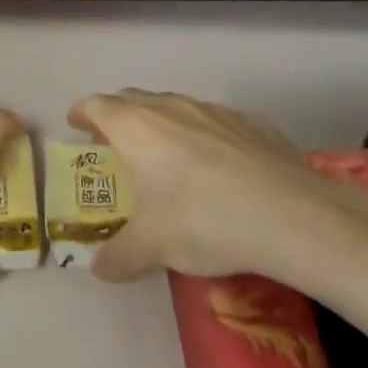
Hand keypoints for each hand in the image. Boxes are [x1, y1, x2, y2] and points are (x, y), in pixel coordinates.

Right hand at [70, 89, 367, 290]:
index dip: (83, 113)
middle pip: (132, 99)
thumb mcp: (153, 247)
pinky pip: (212, 121)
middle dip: (117, 116)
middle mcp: (169, 107)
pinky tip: (216, 164)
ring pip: (173, 106)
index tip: (76, 124)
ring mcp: (212, 110)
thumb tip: (99, 268)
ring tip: (164, 153)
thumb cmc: (203, 220)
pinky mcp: (249, 122)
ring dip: (159, 123)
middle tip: (114, 143)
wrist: (290, 214)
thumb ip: (119, 255)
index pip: (97, 106)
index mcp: (135, 127)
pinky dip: (201, 133)